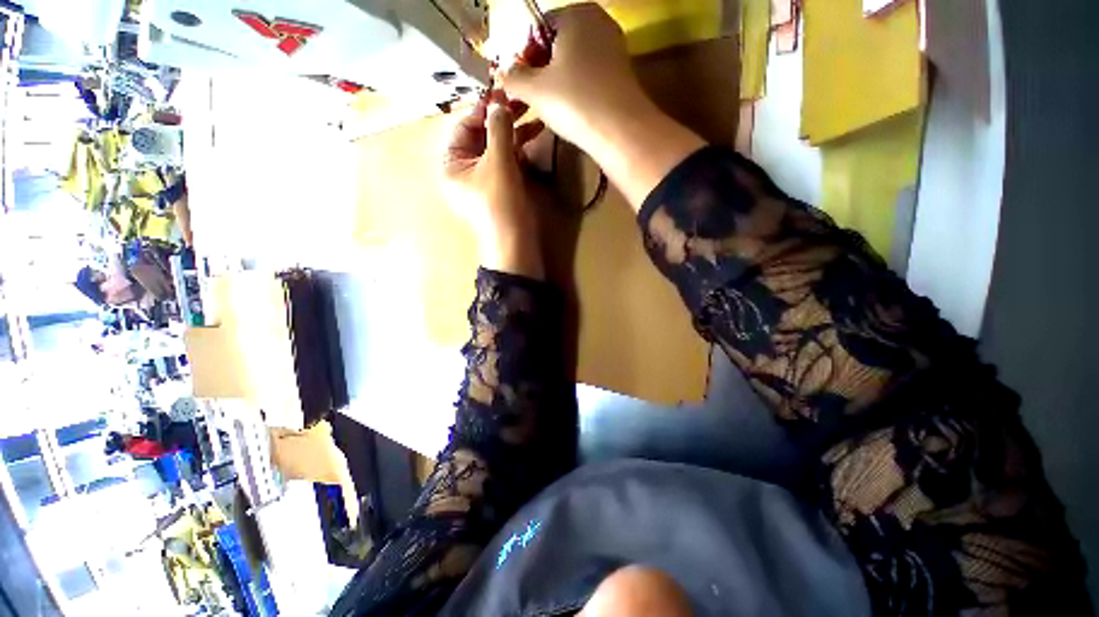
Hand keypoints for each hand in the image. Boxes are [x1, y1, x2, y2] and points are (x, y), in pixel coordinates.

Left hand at [443, 91, 545, 277]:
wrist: (514, 243)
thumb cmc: (500, 204)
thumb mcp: (498, 163)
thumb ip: (498, 128)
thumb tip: (498, 100)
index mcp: (451, 163)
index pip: (463, 125)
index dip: (482, 108)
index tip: (503, 91)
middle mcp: (463, 169)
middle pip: (481, 135)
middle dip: (502, 120)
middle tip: (523, 102)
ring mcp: (483, 179)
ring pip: (496, 148)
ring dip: (514, 133)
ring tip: (536, 118)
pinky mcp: (500, 187)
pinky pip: (506, 162)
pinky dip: (518, 150)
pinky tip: (533, 137)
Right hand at [500, 3, 644, 151]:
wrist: (620, 130)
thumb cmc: (574, 101)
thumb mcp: (534, 90)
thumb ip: (513, 77)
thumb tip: (504, 73)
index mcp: (575, 13)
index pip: (538, 27)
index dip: (523, 55)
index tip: (518, 82)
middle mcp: (598, 22)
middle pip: (558, 44)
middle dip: (541, 69)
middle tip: (531, 97)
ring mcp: (614, 47)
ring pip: (574, 62)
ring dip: (557, 82)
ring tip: (549, 108)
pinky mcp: (621, 73)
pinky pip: (590, 76)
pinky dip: (577, 89)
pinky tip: (572, 110)